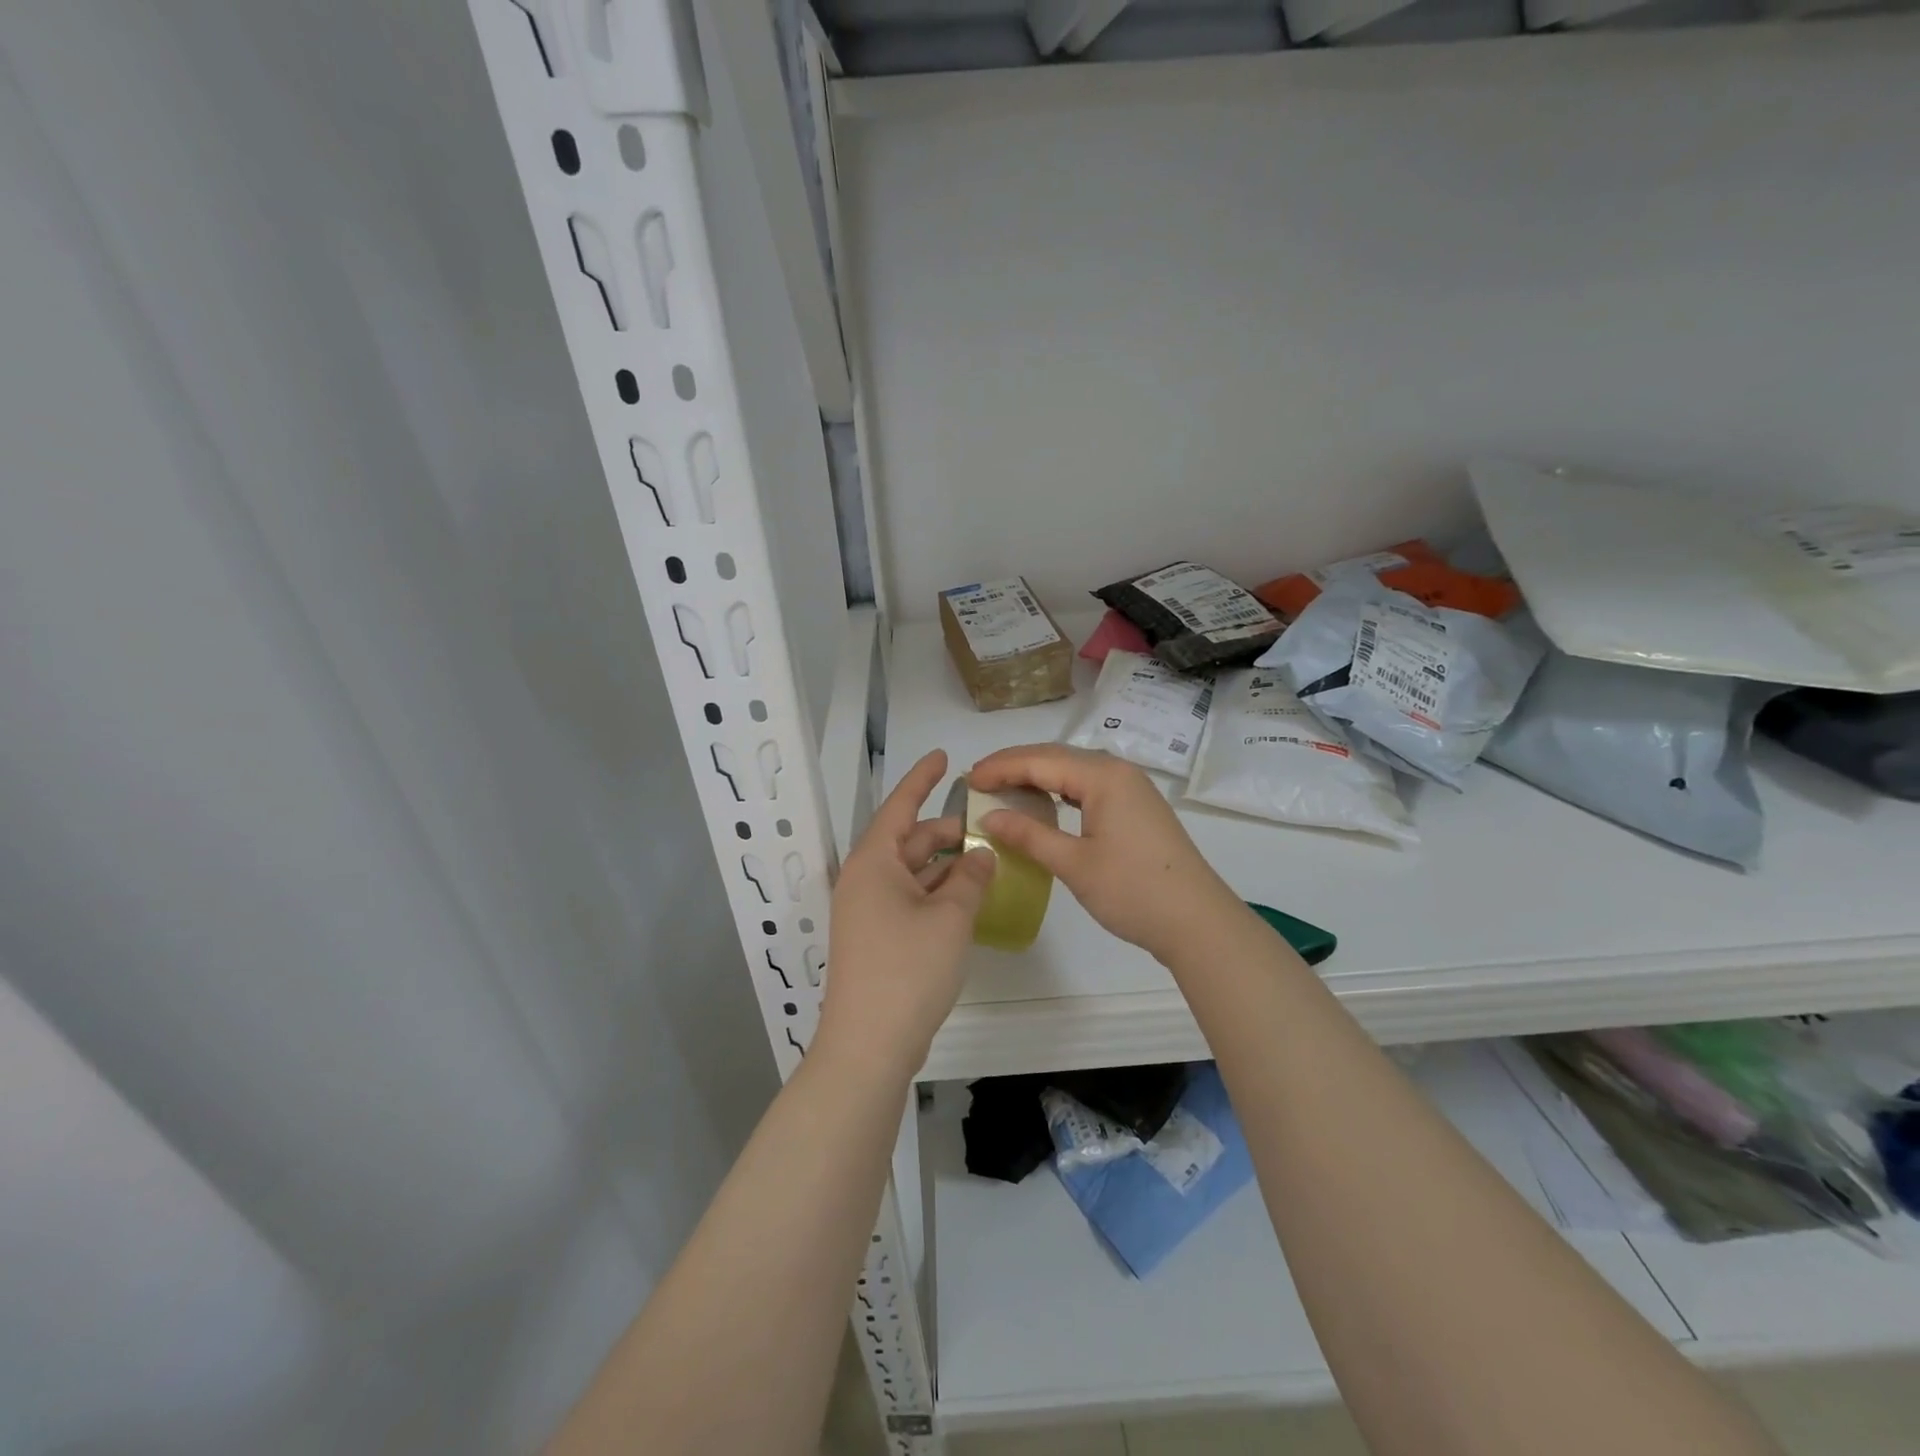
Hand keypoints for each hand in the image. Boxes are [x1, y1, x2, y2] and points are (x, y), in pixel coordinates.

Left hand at [813, 750, 995, 1081]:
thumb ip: (970, 878)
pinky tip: (966, 898)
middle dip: (945, 832)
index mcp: (873, 862)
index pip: (900, 806)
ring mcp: (867, 912)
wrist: (869, 1045)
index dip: (922, 779)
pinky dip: (936, 893)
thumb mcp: (950, 917)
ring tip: (986, 860)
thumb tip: (981, 854)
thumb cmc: (908, 969)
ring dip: (945, 865)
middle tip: (987, 827)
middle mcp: (865, 880)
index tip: (943, 756)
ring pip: (911, 873)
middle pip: (908, 841)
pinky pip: (909, 900)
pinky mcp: (876, 939)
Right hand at [968, 744, 1241, 963]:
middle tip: (978, 781)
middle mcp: (1118, 771)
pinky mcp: (1136, 807)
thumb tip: (988, 817)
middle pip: (1056, 757)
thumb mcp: (1075, 864)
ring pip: (1073, 770)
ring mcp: (1131, 788)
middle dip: (1014, 765)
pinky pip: (1088, 786)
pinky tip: (1043, 804)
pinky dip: (1059, 790)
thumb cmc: (1133, 891)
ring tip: (1002, 789)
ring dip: (1036, 776)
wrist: (1197, 922)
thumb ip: (1029, 835)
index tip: (967, 779)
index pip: (1040, 761)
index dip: (1000, 768)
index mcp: (1103, 777)